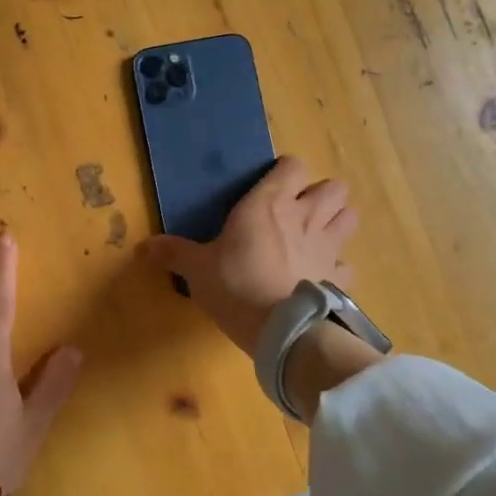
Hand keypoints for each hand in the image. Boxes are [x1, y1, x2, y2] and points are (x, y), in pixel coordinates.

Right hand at [144, 156, 358, 355]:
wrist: (280, 329)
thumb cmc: (235, 286)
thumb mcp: (197, 270)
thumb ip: (175, 253)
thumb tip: (145, 246)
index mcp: (269, 203)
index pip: (292, 165)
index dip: (285, 172)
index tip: (271, 186)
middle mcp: (305, 216)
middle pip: (334, 187)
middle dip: (320, 195)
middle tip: (298, 211)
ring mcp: (328, 247)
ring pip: (350, 216)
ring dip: (337, 221)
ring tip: (317, 235)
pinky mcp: (338, 278)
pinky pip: (347, 264)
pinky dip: (338, 268)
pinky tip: (321, 276)